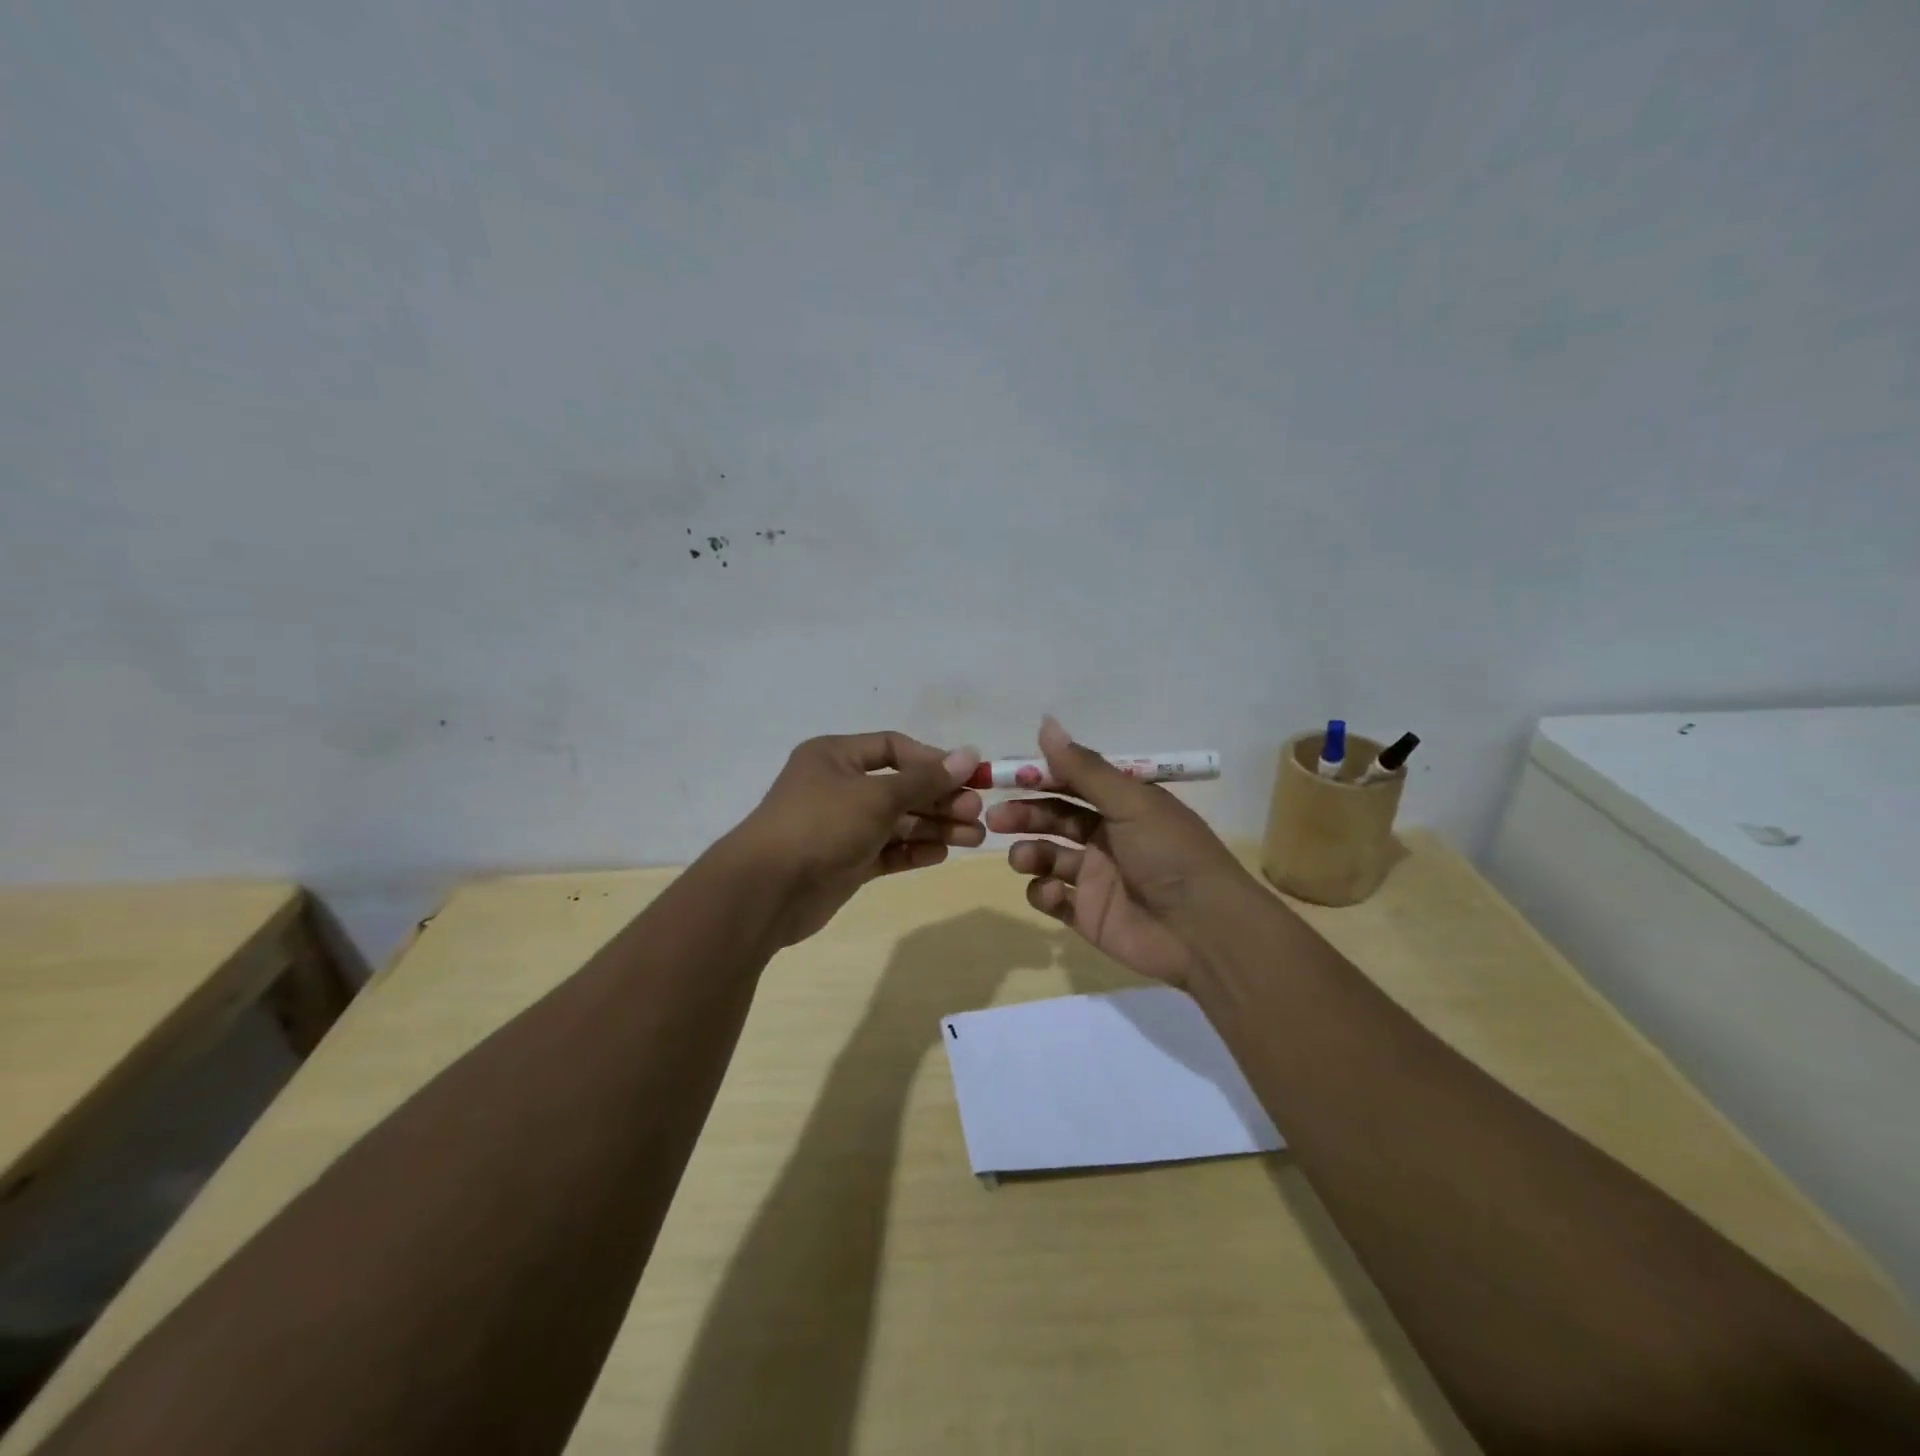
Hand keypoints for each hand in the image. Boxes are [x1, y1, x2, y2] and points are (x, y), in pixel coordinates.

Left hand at [725, 731, 984, 945]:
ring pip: (898, 821)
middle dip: (939, 799)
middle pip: (900, 787)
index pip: (894, 748)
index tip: (968, 776)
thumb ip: (925, 780)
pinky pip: (887, 850)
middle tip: (976, 813)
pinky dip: (914, 850)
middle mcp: (839, 787)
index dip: (932, 761)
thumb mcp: (877, 796)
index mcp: (836, 757)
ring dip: (935, 827)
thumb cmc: (821, 825)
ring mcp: (842, 826)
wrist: (766, 891)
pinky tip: (942, 854)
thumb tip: (969, 755)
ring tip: (974, 838)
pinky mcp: (846, 862)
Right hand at [986, 717, 1262, 986]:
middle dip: (1025, 815)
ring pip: (1048, 857)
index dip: (1041, 777)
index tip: (1007, 775)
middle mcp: (1107, 837)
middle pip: (1054, 819)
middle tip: (996, 817)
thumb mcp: (1131, 802)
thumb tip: (1045, 723)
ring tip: (1022, 858)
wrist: (1204, 931)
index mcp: (1123, 806)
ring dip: (1029, 853)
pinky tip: (1051, 893)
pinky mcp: (1088, 915)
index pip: (1073, 783)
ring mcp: (1096, 878)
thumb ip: (1084, 768)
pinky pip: (1052, 898)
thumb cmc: (1170, 854)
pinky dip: (1043, 893)